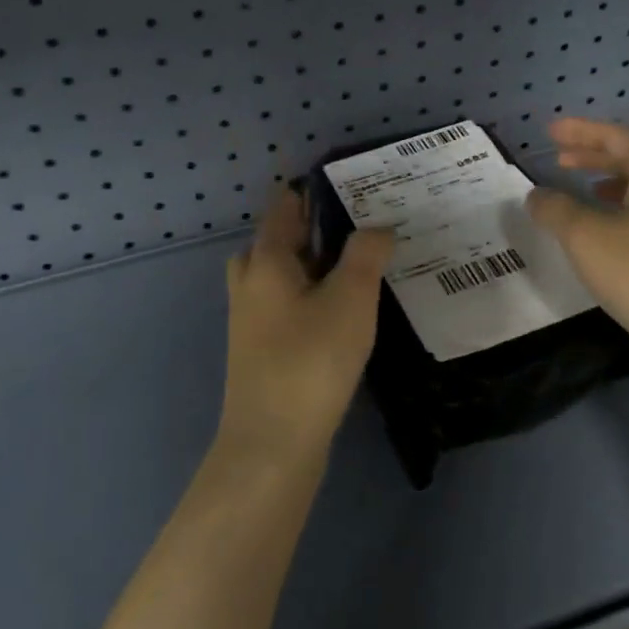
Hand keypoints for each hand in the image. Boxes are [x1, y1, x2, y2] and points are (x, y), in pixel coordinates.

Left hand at [220, 187, 394, 462]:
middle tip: (369, 224)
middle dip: (322, 226)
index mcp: (266, 259)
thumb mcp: (350, 298)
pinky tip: (347, 307)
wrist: (272, 444)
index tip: (359, 185)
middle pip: (284, 237)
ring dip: (322, 263)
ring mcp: (253, 316)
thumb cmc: (310, 360)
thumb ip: (365, 253)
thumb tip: (377, 226)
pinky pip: (291, 302)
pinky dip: (316, 293)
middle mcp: (251, 280)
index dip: (318, 189)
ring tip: (365, 262)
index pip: (287, 204)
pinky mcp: (263, 347)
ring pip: (288, 273)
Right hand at [525, 119, 628, 380]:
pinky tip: (617, 231)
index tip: (549, 130)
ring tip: (586, 190)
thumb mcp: (588, 240)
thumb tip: (537, 195)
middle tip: (560, 158)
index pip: (615, 136)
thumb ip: (557, 210)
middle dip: (595, 155)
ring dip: (614, 182)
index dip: (579, 132)